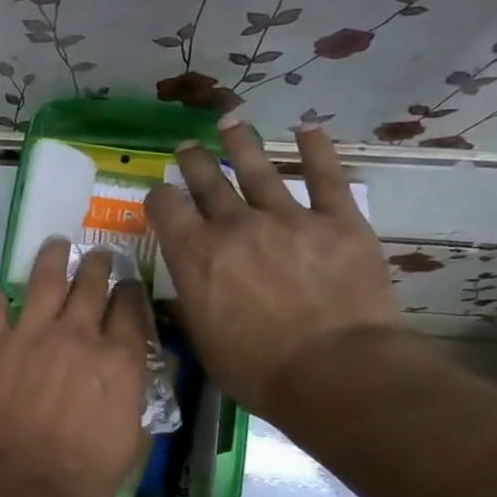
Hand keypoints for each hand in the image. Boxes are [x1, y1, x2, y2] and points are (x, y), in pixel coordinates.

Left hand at [0, 242, 150, 496]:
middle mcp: (77, 335)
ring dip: (53, 257)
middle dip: (97, 263)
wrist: (19, 486)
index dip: (129, 291)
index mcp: (117, 358)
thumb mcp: (131, 442)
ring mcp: (29, 334)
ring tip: (55, 245)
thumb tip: (131, 373)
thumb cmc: (83, 477)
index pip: (130, 306)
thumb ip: (134, 397)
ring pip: (45, 278)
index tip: (126, 286)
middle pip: (91, 282)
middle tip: (96, 256)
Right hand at [144, 119, 399, 415]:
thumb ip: (192, 302)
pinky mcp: (338, 222)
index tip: (160, 197)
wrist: (337, 373)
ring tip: (230, 123)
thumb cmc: (259, 370)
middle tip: (187, 148)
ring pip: (258, 169)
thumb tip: (188, 288)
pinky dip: (317, 151)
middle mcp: (234, 225)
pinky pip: (326, 178)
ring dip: (240, 143)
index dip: (158, 197)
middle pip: (207, 180)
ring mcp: (288, 218)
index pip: (164, 206)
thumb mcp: (204, 340)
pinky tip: (309, 130)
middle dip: (193, 161)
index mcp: (195, 254)